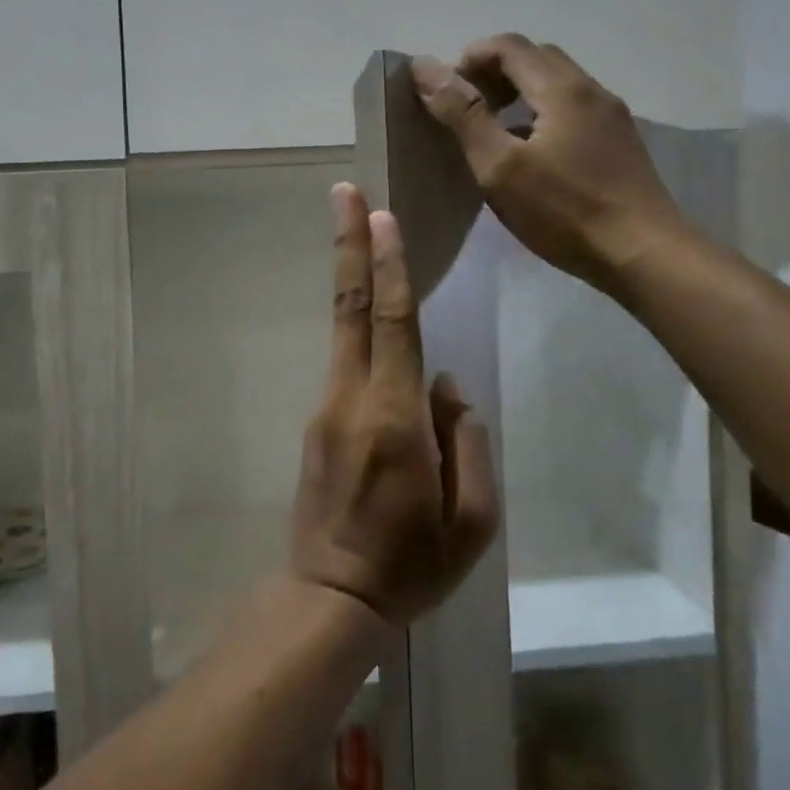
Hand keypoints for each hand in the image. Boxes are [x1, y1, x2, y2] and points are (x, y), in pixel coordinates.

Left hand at [290, 184, 500, 625]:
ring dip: (350, 276)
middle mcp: (351, 399)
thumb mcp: (473, 520)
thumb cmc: (412, 564)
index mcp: (394, 419)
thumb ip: (467, 441)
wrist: (331, 596)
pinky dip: (355, 324)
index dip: (387, 266)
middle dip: (348, 245)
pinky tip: (369, 311)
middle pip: (349, 307)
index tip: (380, 216)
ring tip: (358, 231)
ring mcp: (326, 409)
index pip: (391, 324)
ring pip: (342, 329)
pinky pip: (344, 361)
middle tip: (344, 192)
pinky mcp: (316, 423)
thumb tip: (445, 385)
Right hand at [411, 36, 686, 294]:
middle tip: (466, 107)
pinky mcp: (620, 143)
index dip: (470, 58)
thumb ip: (463, 115)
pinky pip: (574, 109)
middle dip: (495, 71)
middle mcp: (592, 90)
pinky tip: (532, 153)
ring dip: (520, 91)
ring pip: (559, 84)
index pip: (509, 45)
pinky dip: (543, 113)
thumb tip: (425, 66)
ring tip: (494, 129)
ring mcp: (612, 117)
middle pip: (537, 57)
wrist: (642, 253)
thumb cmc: (564, 212)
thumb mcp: (500, 166)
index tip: (445, 92)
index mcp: (562, 88)